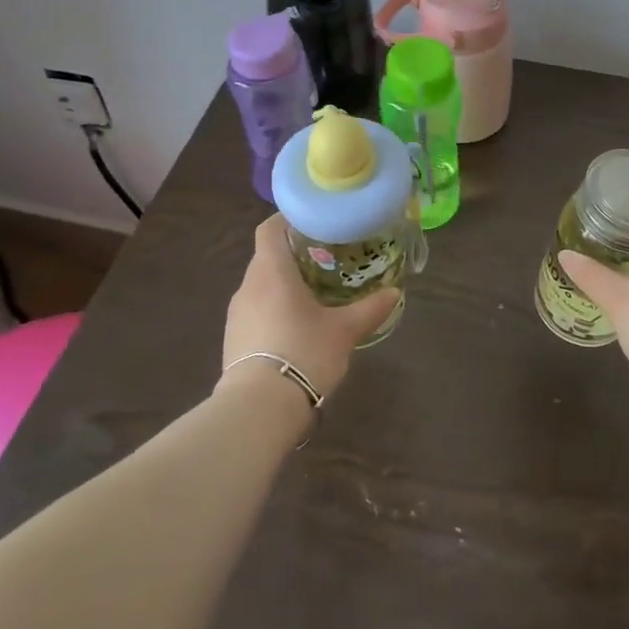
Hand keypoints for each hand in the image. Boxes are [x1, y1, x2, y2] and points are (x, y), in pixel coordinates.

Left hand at [220, 214, 399, 401]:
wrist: (258, 410)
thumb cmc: (303, 353)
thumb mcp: (344, 330)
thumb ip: (369, 308)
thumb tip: (395, 293)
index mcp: (271, 271)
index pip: (269, 229)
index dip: (288, 219)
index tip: (313, 221)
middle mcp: (247, 286)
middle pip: (267, 257)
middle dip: (294, 254)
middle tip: (326, 258)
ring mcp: (236, 315)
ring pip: (261, 286)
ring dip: (284, 284)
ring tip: (315, 293)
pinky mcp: (233, 341)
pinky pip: (256, 311)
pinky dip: (274, 309)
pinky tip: (297, 326)